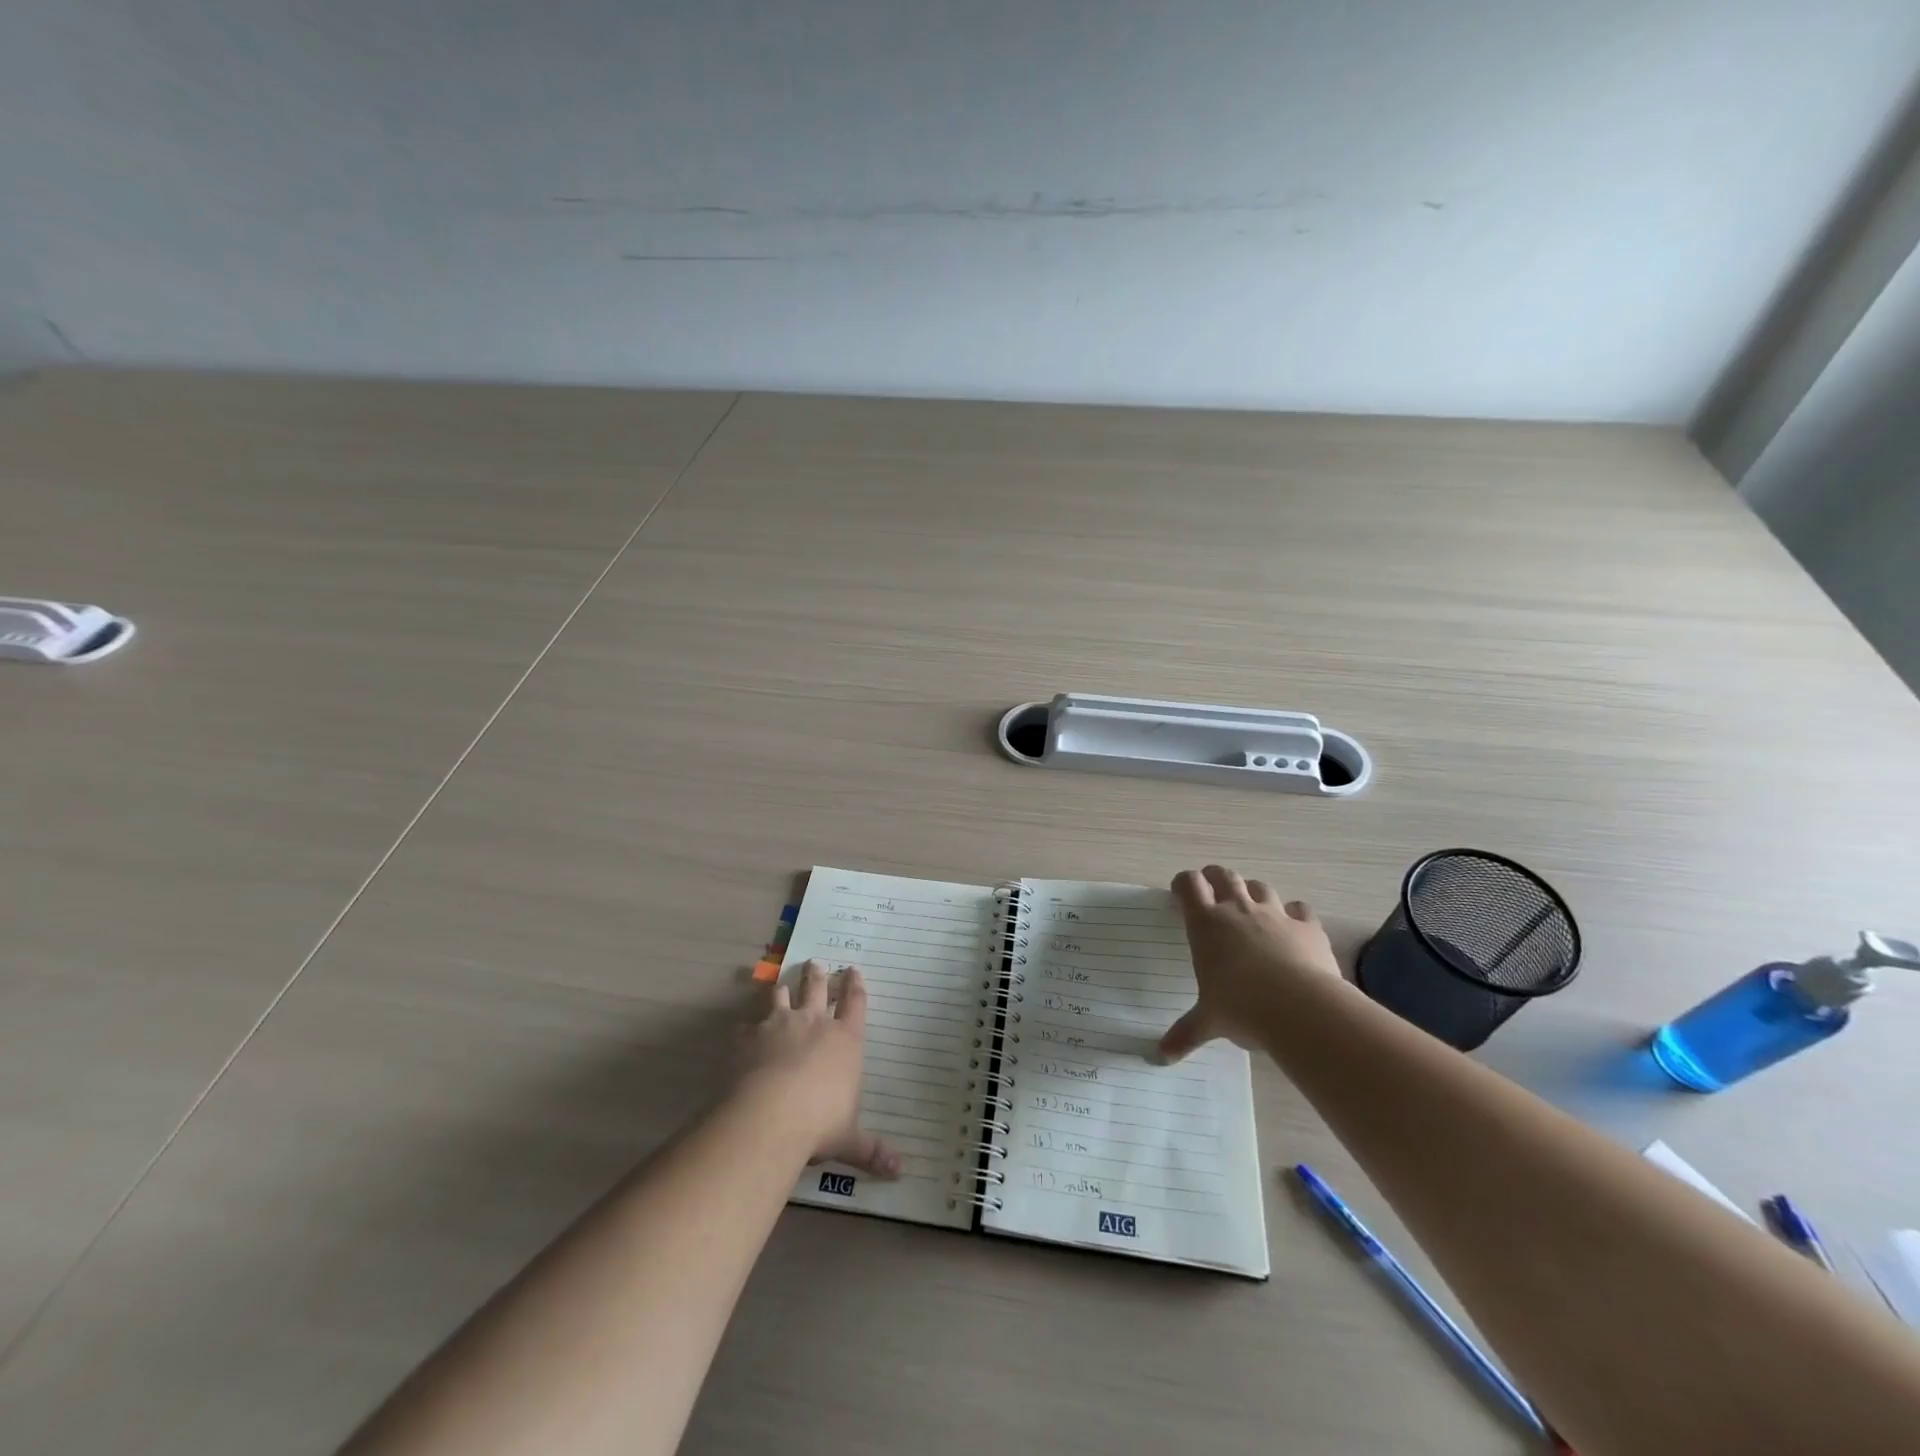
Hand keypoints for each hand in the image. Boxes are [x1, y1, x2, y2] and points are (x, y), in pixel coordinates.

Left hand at [738, 960, 900, 1177]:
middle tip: (815, 963)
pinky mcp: (748, 1036)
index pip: (855, 1003)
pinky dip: (747, 1026)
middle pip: (817, 988)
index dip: (855, 985)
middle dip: (818, 975)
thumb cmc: (820, 1123)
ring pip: (782, 996)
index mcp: (845, 1039)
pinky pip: (747, 1024)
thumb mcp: (850, 1139)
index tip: (854, 970)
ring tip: (782, 982)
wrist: (769, 1115)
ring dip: (783, 989)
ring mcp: (779, 1025)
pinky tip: (743, 1030)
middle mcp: (814, 1023)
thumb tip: (900, 1171)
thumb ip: (871, 1150)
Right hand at [1158, 865, 1341, 1062]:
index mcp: (1207, 924)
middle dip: (1215, 877)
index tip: (1180, 893)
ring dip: (1253, 892)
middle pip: (1224, 875)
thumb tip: (1160, 1057)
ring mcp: (1275, 914)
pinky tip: (1293, 925)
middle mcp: (1238, 910)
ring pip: (1260, 887)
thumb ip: (1185, 1033)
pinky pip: (1300, 908)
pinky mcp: (1307, 926)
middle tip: (1212, 889)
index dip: (1183, 884)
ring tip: (1251, 906)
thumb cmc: (1241, 1008)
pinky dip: (1294, 913)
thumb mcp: (1208, 1021)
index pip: (1189, 885)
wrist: (1301, 1008)